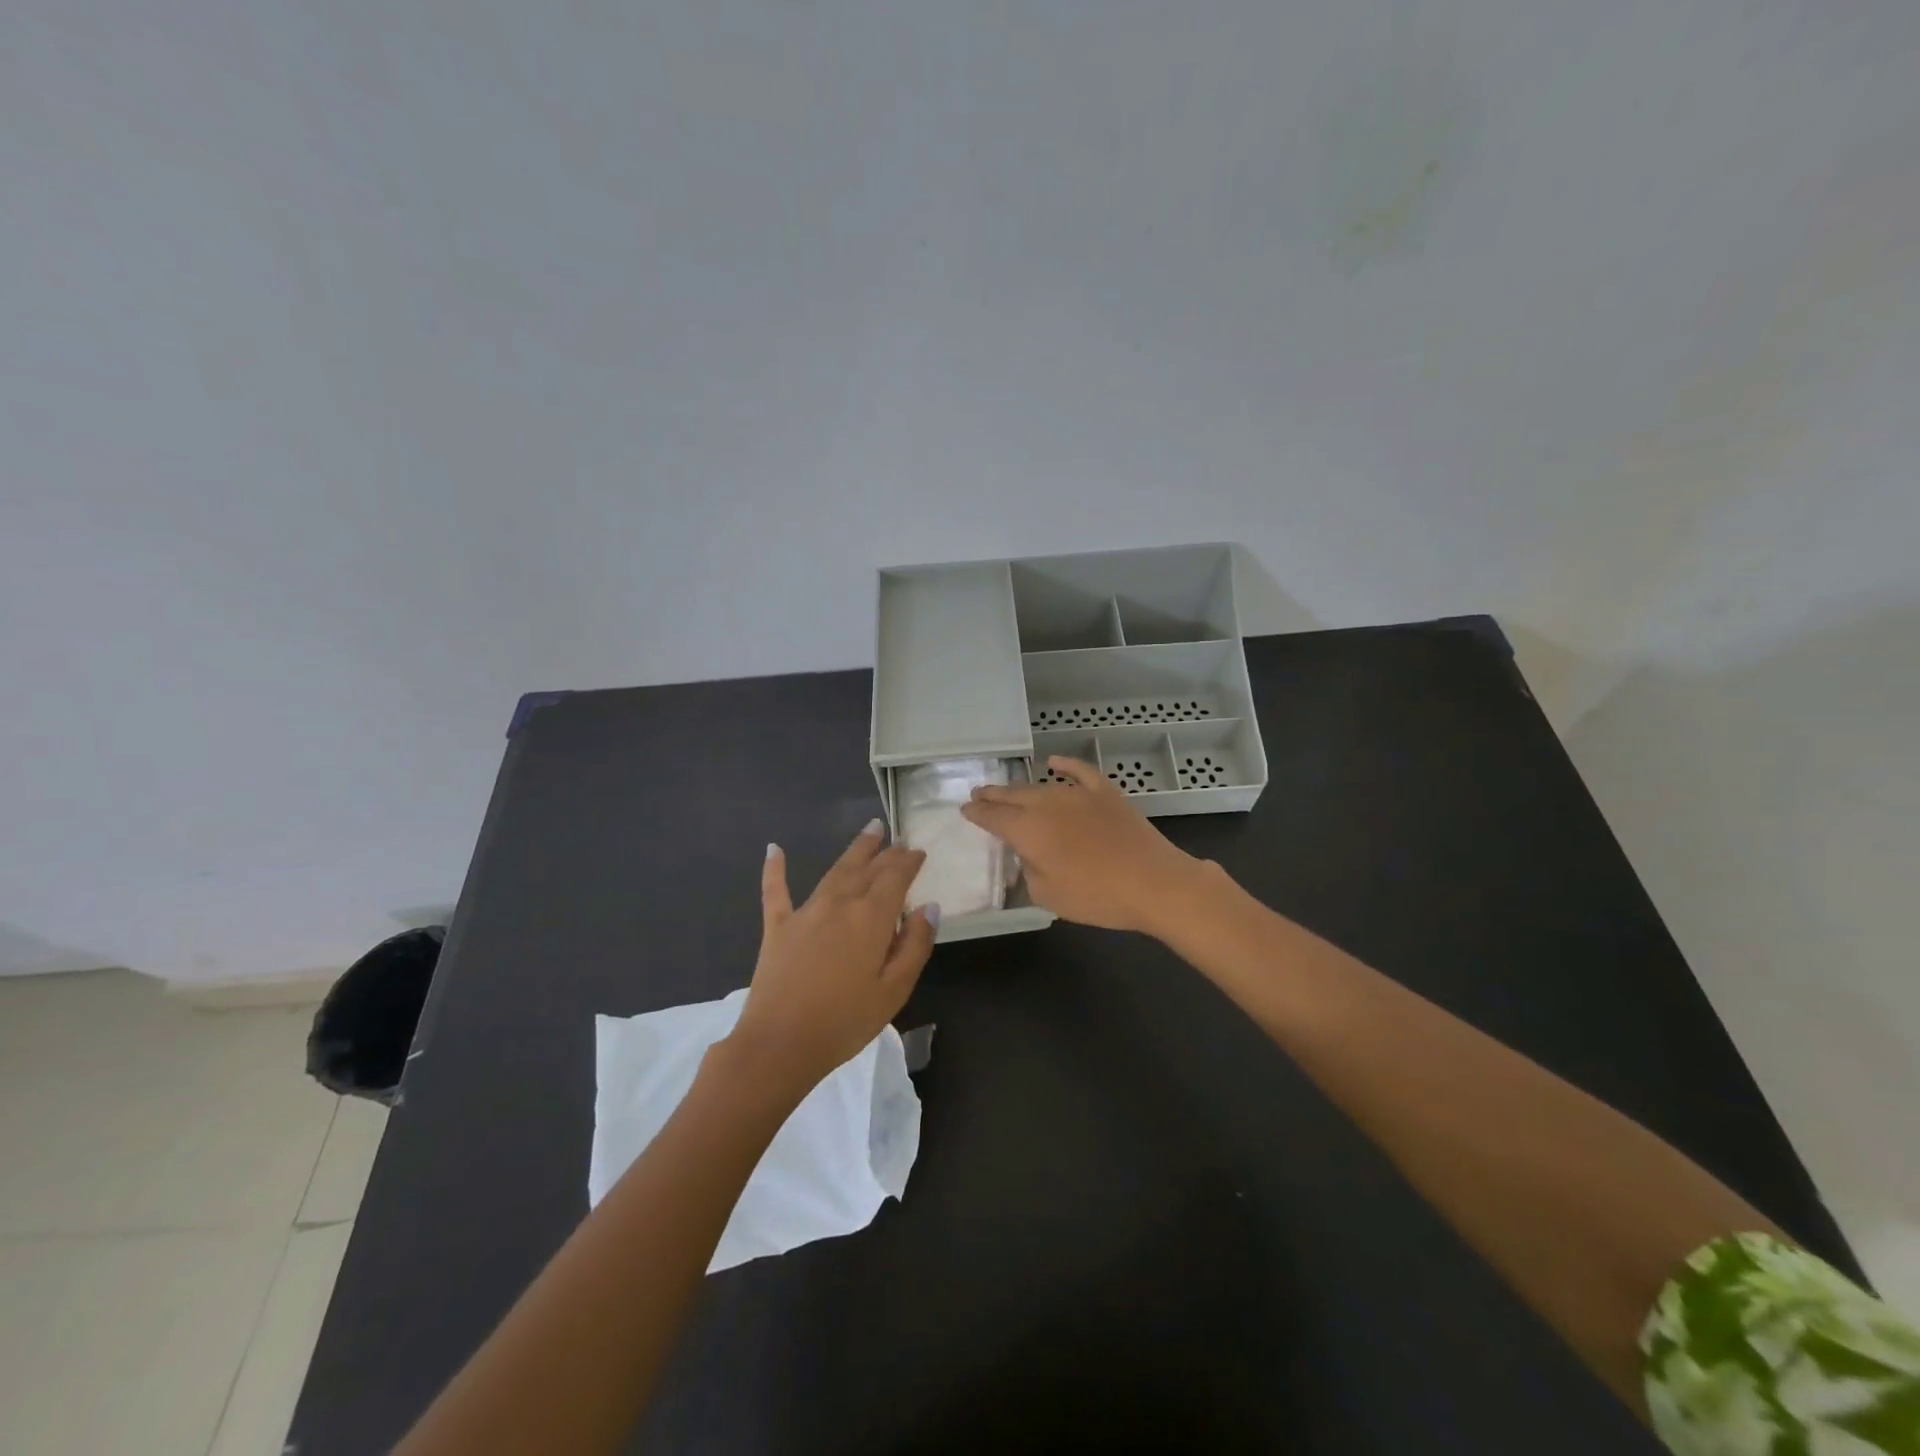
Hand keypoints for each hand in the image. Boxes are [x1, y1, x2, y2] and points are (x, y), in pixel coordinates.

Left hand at [723, 821, 936, 1100]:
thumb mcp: (894, 990)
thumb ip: (915, 945)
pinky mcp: (778, 927)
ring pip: (835, 870)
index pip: (896, 877)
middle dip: (886, 852)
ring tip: (869, 830)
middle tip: (897, 839)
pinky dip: (775, 869)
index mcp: (872, 917)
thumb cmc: (845, 1022)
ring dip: (855, 850)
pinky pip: (776, 890)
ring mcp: (806, 911)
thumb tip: (929, 907)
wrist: (780, 1044)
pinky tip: (773, 849)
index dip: (909, 862)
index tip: (919, 852)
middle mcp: (840, 903)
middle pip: (867, 868)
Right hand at [960, 757, 1208, 935]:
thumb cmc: (1096, 896)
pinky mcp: (1105, 793)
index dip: (977, 813)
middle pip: (1012, 795)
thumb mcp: (1047, 895)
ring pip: (1040, 786)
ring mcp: (1078, 794)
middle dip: (992, 795)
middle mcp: (1047, 804)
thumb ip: (1029, 870)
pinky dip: (1065, 765)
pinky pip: (1079, 772)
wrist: (1153, 883)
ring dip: (1020, 787)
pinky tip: (1054, 762)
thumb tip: (1029, 853)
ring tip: (1007, 789)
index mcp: (1028, 830)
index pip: (993, 817)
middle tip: (978, 793)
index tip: (965, 810)